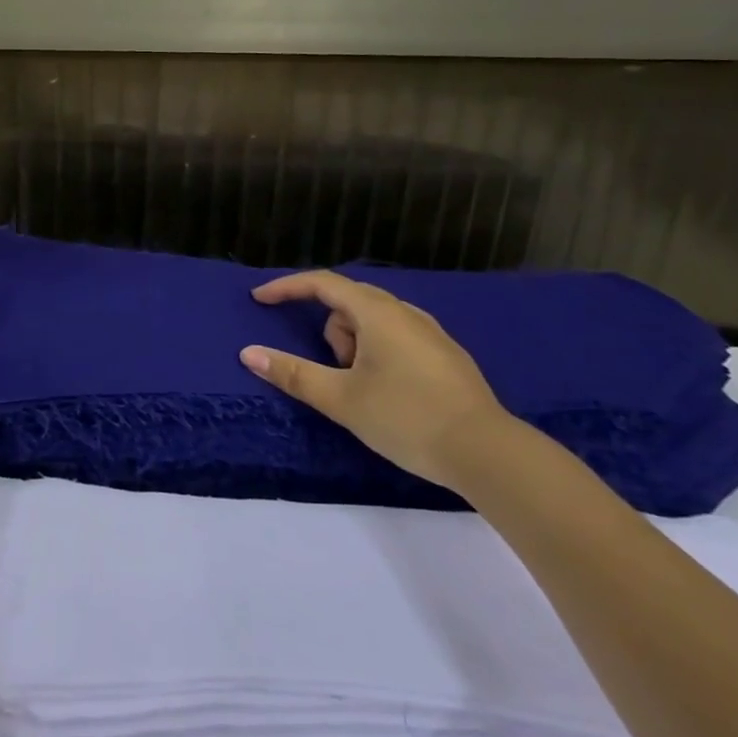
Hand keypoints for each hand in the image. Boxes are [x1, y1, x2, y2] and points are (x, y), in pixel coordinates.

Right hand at [240, 270, 511, 490]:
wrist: (488, 453)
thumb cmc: (407, 418)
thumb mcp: (342, 399)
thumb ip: (293, 374)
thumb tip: (248, 353)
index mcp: (377, 313)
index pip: (322, 283)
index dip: (287, 288)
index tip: (260, 300)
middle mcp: (405, 312)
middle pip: (348, 301)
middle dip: (329, 330)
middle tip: (332, 370)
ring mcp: (431, 332)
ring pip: (374, 321)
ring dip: (355, 343)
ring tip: (362, 388)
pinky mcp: (447, 356)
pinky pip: (397, 337)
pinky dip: (379, 352)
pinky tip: (390, 392)